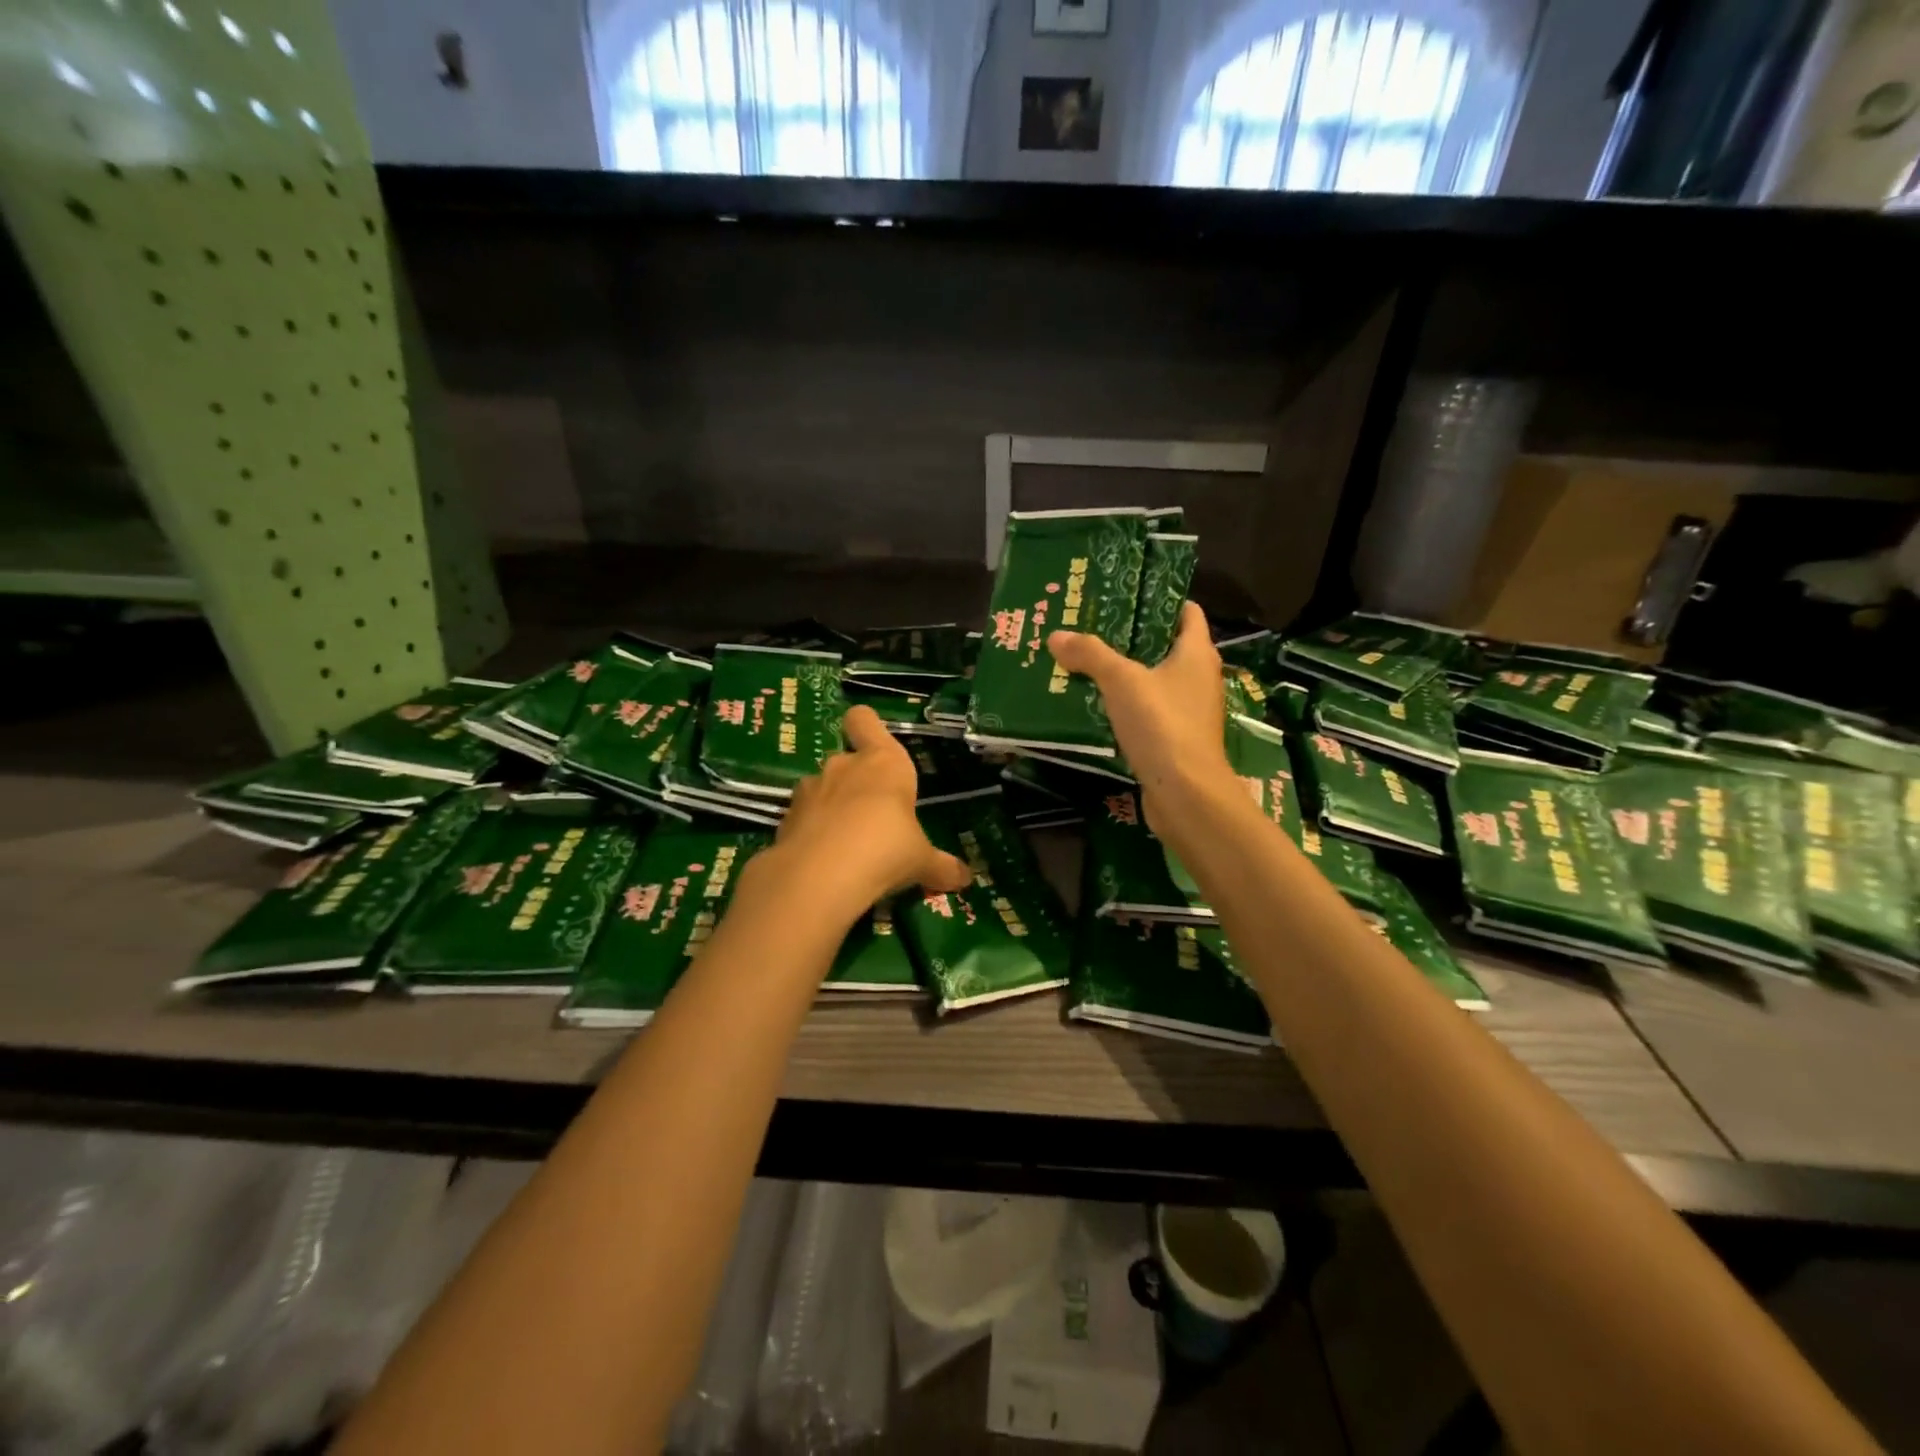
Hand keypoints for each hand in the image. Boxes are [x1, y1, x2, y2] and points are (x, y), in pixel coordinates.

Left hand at [763, 705, 970, 919]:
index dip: (866, 727)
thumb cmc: (886, 849)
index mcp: (883, 763)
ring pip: (822, 789)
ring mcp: (810, 790)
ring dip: (832, 808)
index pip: (865, 720)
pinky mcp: (785, 818)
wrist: (821, 874)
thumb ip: (940, 866)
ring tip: (846, 843)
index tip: (873, 744)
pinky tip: (823, 862)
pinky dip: (811, 833)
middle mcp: (844, 766)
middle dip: (856, 783)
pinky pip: (803, 819)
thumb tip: (965, 877)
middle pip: (847, 760)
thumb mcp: (921, 861)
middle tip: (872, 817)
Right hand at [1049, 602, 1235, 834]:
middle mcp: (1199, 677)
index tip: (1124, 593)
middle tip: (1091, 626)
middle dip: (1131, 636)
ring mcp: (1189, 711)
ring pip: (1154, 680)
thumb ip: (1090, 655)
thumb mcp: (1121, 681)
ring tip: (1086, 662)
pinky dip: (1126, 704)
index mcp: (1197, 653)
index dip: (1159, 599)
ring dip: (1125, 673)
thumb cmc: (1162, 724)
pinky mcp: (1176, 739)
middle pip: (1165, 645)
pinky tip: (1095, 704)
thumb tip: (1056, 636)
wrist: (1186, 793)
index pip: (1186, 611)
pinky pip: (1148, 710)